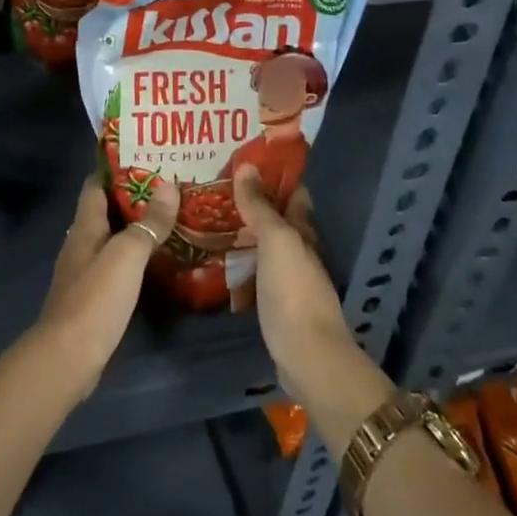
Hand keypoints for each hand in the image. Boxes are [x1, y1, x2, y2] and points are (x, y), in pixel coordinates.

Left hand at [32, 176, 176, 400]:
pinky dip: (136, 257)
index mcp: (84, 227)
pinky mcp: (94, 298)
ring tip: (172, 217)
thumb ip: (148, 223)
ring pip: (113, 239)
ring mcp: (85, 272)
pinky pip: (117, 266)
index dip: (115, 168)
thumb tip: (169, 185)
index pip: (95, 185)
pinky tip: (159, 260)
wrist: (68, 357)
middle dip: (134, 197)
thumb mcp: (127, 255)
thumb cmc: (95, 298)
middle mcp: (82, 244)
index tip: (145, 155)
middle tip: (170, 186)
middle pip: (106, 211)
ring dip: (137, 227)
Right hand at [233, 168, 391, 447]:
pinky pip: (255, 272)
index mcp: (304, 231)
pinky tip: (219, 261)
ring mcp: (289, 278)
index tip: (244, 159)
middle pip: (277, 219)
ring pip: (264, 246)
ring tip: (209, 219)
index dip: (274, 175)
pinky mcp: (276, 303)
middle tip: (216, 188)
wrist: (307, 356)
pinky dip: (240, 262)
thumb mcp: (276, 241)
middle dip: (253, 203)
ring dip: (243, 232)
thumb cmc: (294, 291)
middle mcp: (300, 251)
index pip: (293, 193)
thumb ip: (260, 206)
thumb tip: (247, 166)